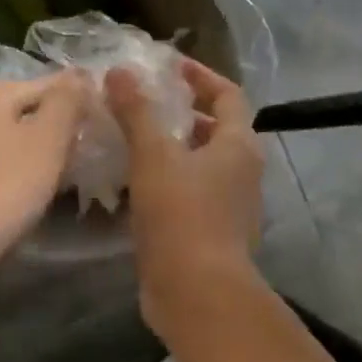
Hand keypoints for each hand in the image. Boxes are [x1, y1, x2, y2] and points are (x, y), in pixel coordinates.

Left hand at [0, 71, 92, 257]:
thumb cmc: (7, 185)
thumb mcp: (48, 139)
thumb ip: (66, 101)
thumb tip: (79, 75)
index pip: (45, 83)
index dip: (78, 96)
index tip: (104, 113)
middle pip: (25, 107)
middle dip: (57, 121)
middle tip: (88, 140)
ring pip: (10, 134)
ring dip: (37, 144)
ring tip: (66, 163)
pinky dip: (16, 164)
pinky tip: (31, 183)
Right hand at [107, 59, 264, 334]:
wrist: (198, 295)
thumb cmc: (181, 215)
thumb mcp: (153, 156)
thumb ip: (136, 111)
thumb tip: (120, 72)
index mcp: (238, 146)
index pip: (228, 95)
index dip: (202, 76)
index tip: (171, 66)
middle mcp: (242, 172)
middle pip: (217, 129)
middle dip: (183, 112)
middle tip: (146, 102)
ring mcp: (229, 207)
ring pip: (202, 163)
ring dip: (173, 147)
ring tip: (134, 139)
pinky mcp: (211, 234)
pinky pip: (190, 193)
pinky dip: (167, 179)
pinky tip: (134, 183)